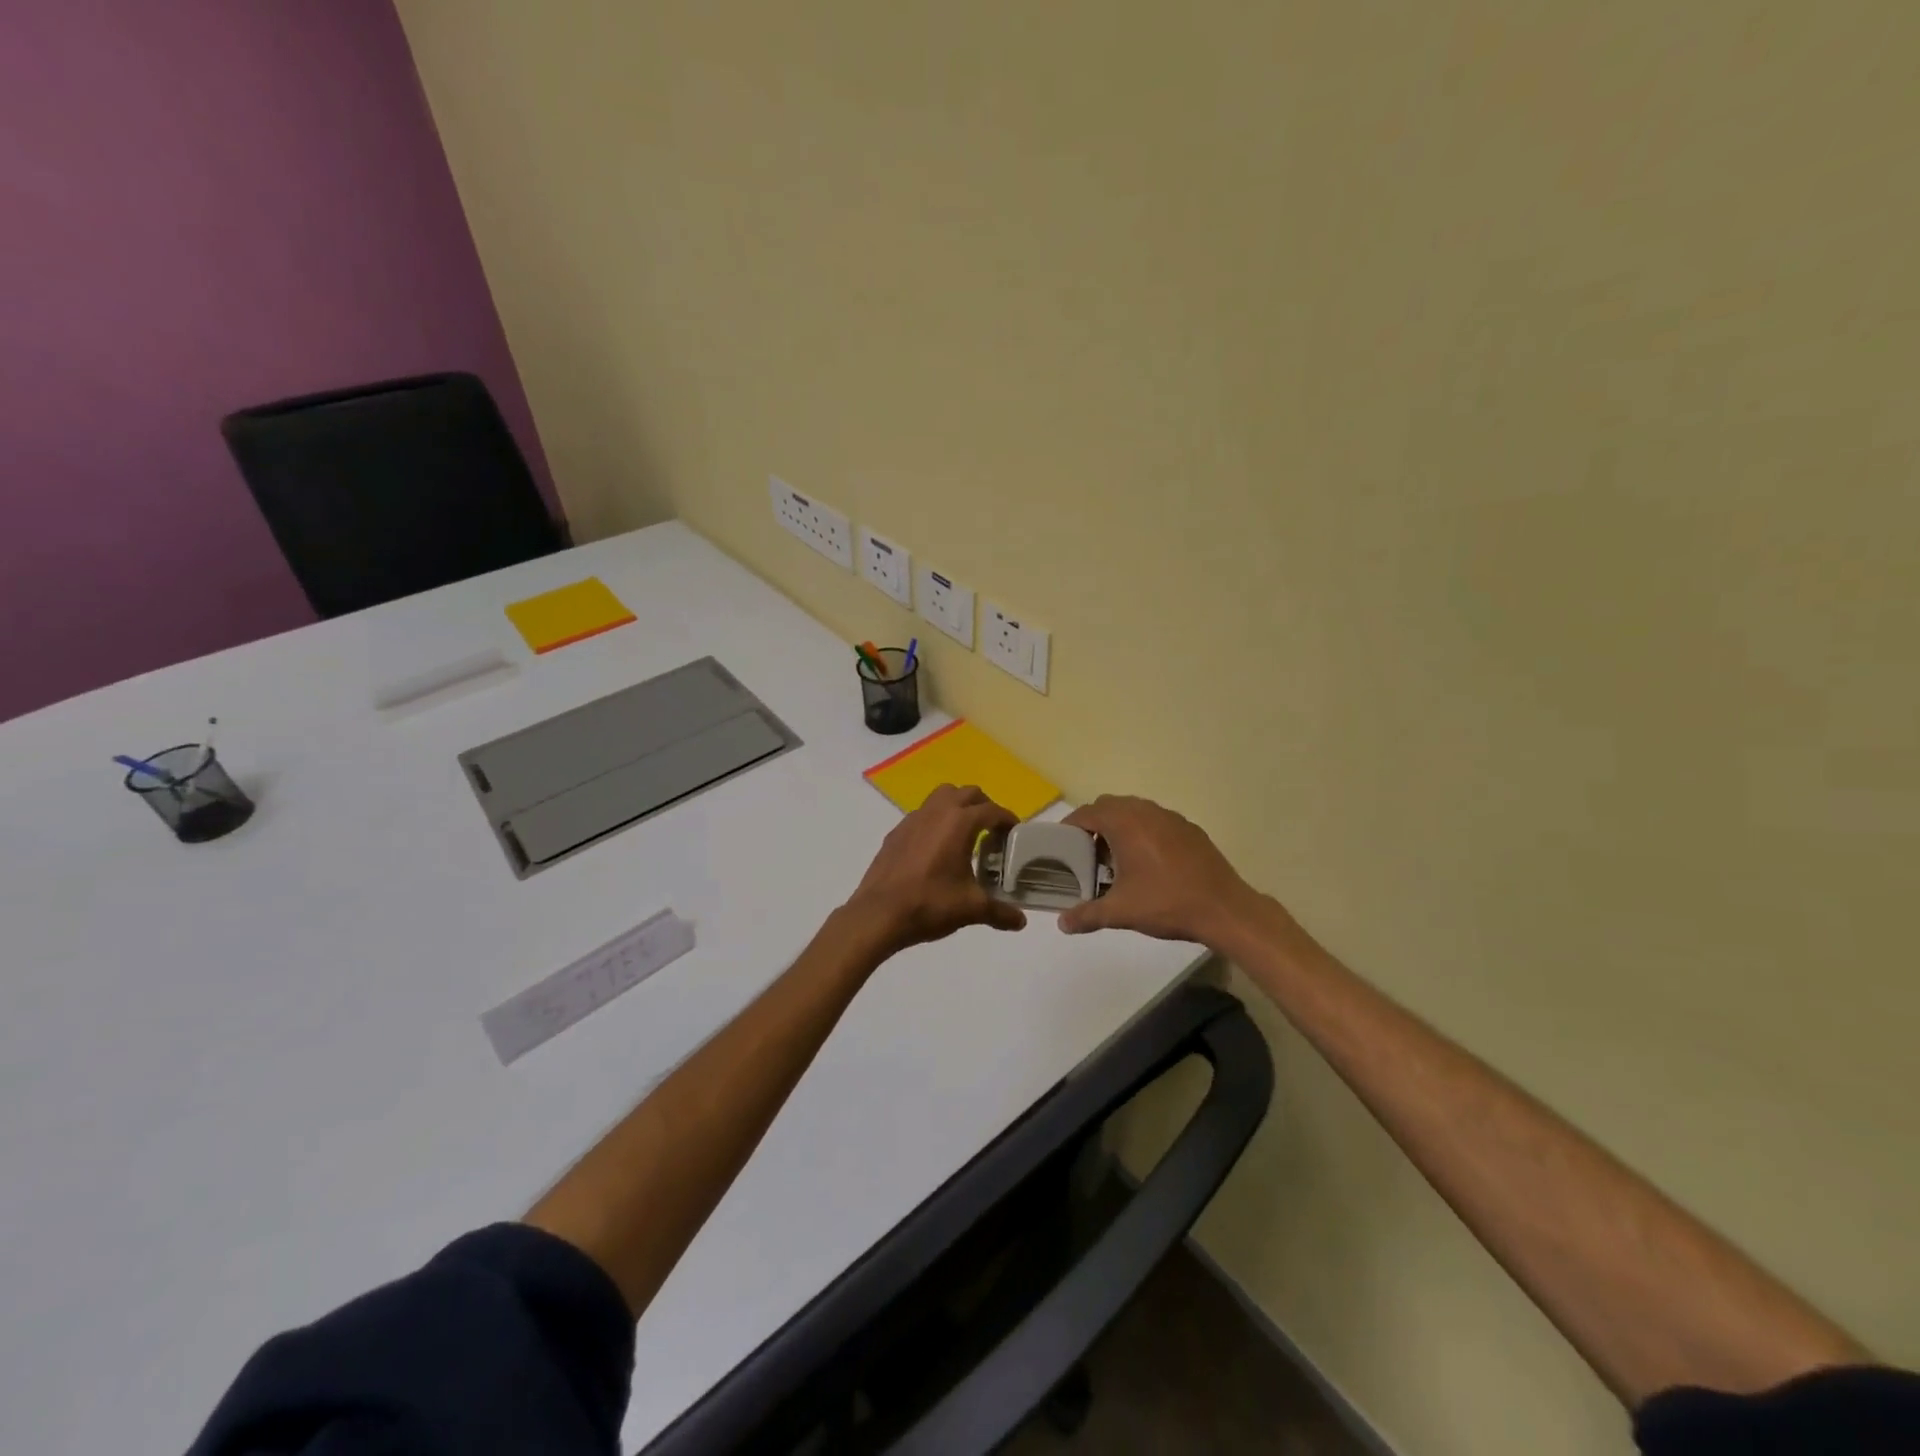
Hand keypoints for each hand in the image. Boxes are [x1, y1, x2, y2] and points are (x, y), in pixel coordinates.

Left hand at [845, 785, 1027, 954]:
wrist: (878, 914)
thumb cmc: (930, 904)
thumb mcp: (971, 909)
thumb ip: (1000, 912)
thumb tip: (1021, 921)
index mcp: (960, 822)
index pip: (993, 810)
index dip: (1008, 820)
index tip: (1014, 834)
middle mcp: (938, 812)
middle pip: (968, 793)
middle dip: (984, 806)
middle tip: (992, 831)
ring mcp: (913, 819)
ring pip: (942, 796)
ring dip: (958, 806)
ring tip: (965, 833)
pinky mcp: (897, 831)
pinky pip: (923, 814)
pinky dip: (936, 821)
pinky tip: (936, 848)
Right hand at [1058, 795, 1263, 946]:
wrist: (1224, 908)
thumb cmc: (1166, 904)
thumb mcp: (1121, 912)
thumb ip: (1087, 915)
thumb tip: (1062, 923)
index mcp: (1125, 824)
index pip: (1087, 813)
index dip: (1071, 826)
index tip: (1062, 844)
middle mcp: (1146, 812)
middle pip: (1109, 805)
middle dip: (1095, 824)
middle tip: (1088, 853)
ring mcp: (1171, 817)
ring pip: (1135, 810)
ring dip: (1120, 826)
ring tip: (1117, 857)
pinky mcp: (1189, 828)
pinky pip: (1156, 820)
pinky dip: (1144, 831)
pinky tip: (1149, 862)